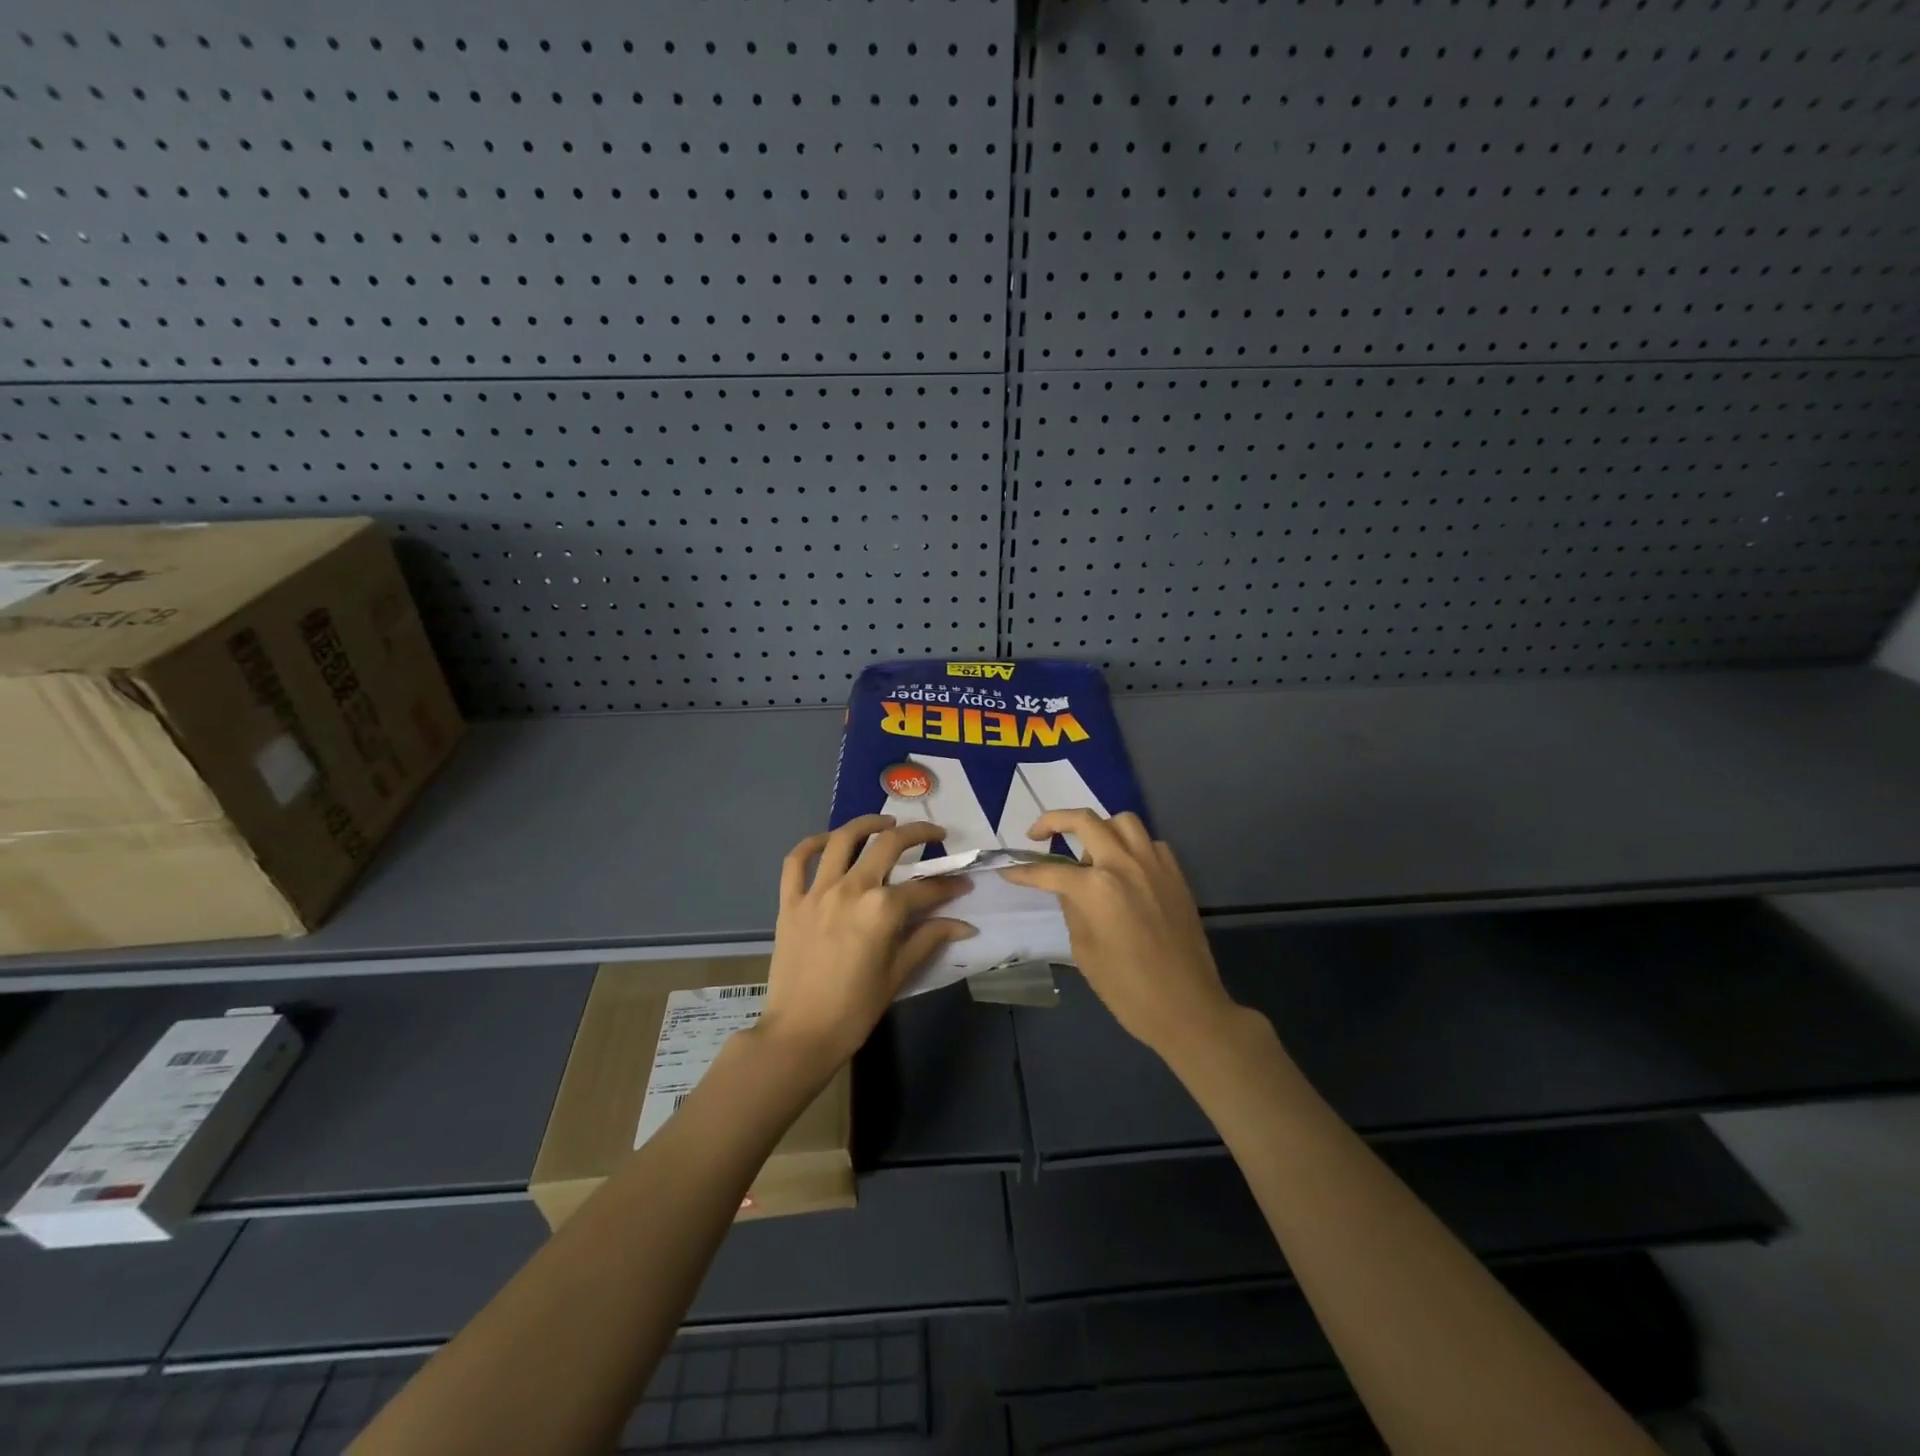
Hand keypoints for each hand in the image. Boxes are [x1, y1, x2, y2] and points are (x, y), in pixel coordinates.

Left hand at [758, 815, 974, 1070]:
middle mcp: (851, 888)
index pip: (925, 888)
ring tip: (885, 821)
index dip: (948, 885)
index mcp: (882, 909)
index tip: (962, 884)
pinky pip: (796, 861)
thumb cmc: (855, 1009)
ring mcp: (817, 891)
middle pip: (888, 844)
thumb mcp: (899, 973)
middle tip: (935, 834)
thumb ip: (929, 938)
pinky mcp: (790, 901)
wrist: (800, 1033)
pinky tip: (828, 840)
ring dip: (868, 823)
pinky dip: (811, 843)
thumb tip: (964, 925)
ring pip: (842, 839)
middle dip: (918, 833)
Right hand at [1000, 810, 1242, 1065]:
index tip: (1009, 872)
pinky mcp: (1176, 875)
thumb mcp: (1084, 950)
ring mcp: (1154, 866)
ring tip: (1089, 851)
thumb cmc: (1127, 989)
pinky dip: (1132, 846)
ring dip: (1099, 828)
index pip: (1050, 871)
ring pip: (1122, 821)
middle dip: (1053, 821)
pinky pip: (1150, 843)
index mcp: (1097, 888)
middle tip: (1038, 835)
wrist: (1187, 1007)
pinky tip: (1125, 869)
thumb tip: (1067, 888)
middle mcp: (1125, 864)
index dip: (1024, 872)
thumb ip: (1072, 909)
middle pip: (1085, 821)